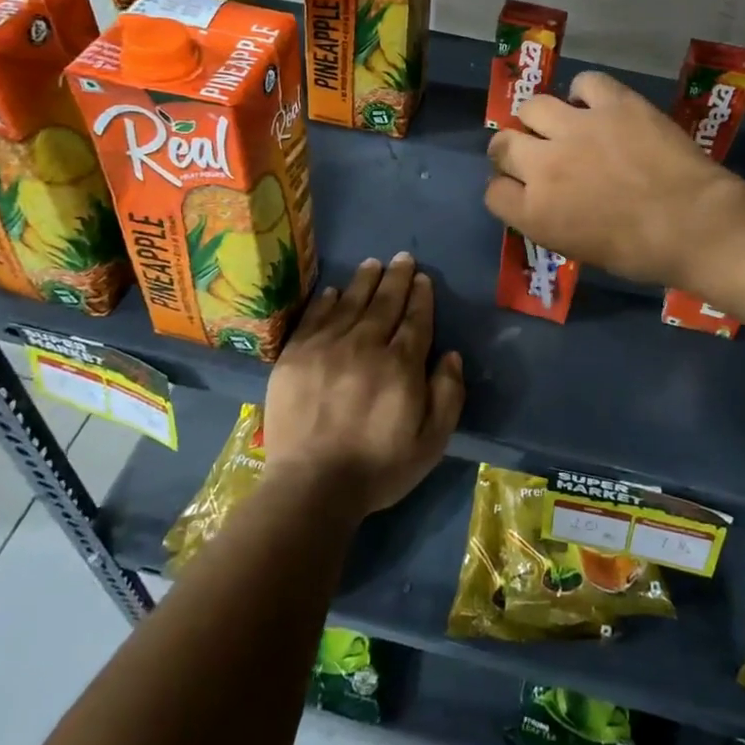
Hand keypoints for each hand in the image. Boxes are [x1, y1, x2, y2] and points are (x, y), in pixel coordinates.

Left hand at [261, 253, 464, 518]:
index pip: (415, 320)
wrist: (312, 486)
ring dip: (364, 281)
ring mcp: (326, 348)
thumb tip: (449, 354)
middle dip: (396, 279)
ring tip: (373, 263)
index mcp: (401, 365)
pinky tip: (333, 290)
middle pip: (384, 303)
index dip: (420, 297)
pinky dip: (326, 301)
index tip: (422, 278)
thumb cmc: (379, 467)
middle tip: (402, 258)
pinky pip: (314, 318)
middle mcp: (365, 346)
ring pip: (350, 303)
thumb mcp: (432, 441)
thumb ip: (448, 394)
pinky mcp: (295, 357)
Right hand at [485, 71, 742, 286]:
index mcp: (534, 212)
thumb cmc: (641, 253)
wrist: (695, 224)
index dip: (507, 189)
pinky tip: (597, 106)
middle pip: (502, 144)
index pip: (494, 192)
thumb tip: (546, 200)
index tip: (524, 190)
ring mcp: (576, 127)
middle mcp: (544, 165)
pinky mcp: (612, 102)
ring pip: (533, 106)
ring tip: (563, 125)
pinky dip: (585, 93)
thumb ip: (550, 220)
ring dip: (542, 118)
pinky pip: (584, 82)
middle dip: (512, 150)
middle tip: (536, 154)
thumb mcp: (580, 249)